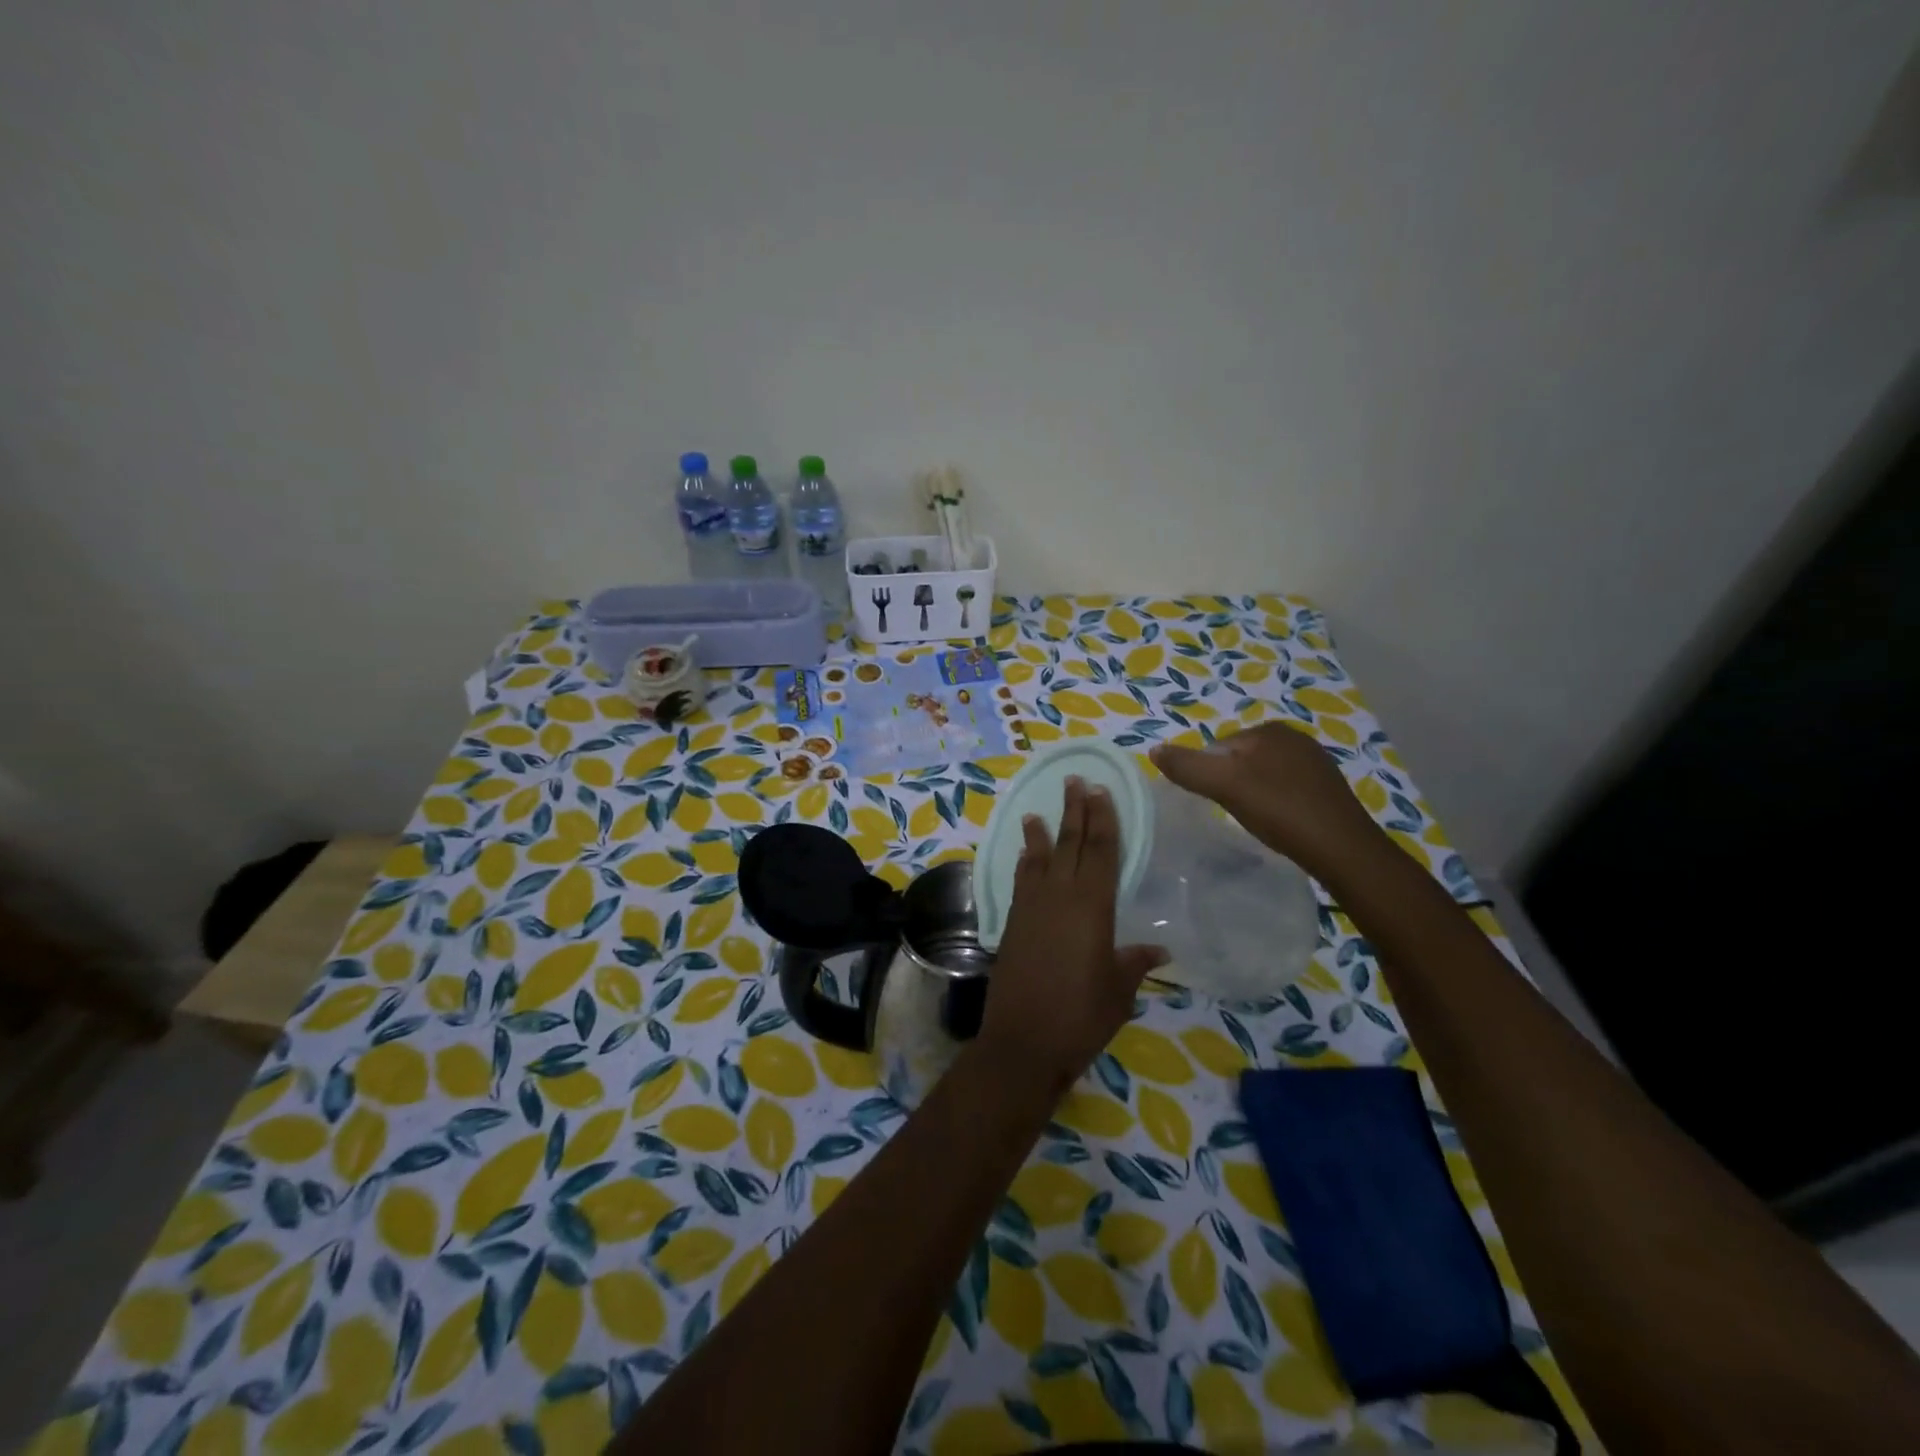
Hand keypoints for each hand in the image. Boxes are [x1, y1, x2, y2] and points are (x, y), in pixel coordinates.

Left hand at [977, 777, 1166, 1100]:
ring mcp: (1031, 908)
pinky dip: (1025, 862)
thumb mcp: (1118, 991)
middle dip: (1074, 811)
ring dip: (1041, 832)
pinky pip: (1021, 880)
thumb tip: (1159, 949)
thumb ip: (1134, 963)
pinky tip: (1025, 855)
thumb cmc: (1081, 1016)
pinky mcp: (1013, 923)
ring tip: (1036, 811)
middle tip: (1074, 782)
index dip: (1102, 819)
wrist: (1023, 1041)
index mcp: (1092, 906)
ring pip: (1039, 858)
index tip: (1100, 791)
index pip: (1099, 851)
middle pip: (1069, 844)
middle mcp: (1059, 896)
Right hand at [1150, 723, 1384, 874]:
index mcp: (1269, 730)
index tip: (1214, 802)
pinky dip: (1275, 804)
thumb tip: (1153, 750)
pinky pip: (1286, 789)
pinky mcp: (1328, 788)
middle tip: (1233, 814)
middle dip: (1231, 784)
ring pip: (1263, 776)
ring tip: (1255, 821)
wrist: (1343, 850)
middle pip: (1240, 760)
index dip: (1209, 775)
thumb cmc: (1280, 810)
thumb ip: (1187, 766)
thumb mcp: (1225, 786)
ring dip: (1253, 795)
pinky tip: (1279, 824)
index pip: (1218, 746)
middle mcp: (1295, 738)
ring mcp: (1315, 762)